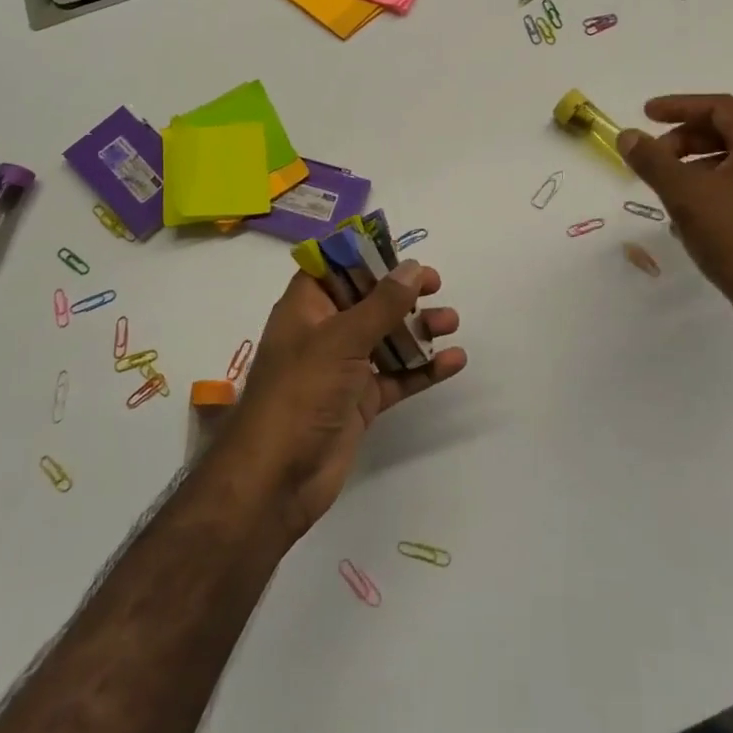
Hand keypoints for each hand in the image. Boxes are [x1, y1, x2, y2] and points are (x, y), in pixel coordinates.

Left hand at [214, 261, 465, 539]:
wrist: (277, 478)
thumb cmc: (301, 392)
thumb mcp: (341, 339)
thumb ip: (381, 304)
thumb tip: (412, 268)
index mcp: (306, 308)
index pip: (333, 268)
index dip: (364, 256)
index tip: (400, 254)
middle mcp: (324, 333)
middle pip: (367, 301)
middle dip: (401, 292)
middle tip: (436, 286)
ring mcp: (343, 369)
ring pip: (386, 338)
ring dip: (419, 329)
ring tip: (451, 322)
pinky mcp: (360, 402)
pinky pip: (397, 377)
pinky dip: (424, 368)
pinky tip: (454, 361)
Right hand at [617, 94, 732, 335]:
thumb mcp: (686, 196)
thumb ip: (653, 161)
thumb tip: (627, 135)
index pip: (719, 107)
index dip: (678, 107)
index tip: (645, 114)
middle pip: (729, 133)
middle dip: (685, 141)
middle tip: (653, 158)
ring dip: (697, 169)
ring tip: (668, 191)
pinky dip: (716, 191)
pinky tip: (693, 218)